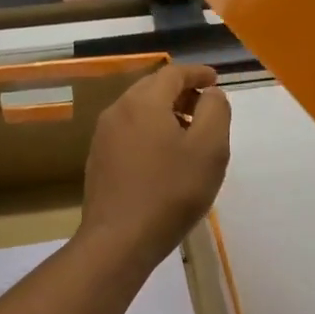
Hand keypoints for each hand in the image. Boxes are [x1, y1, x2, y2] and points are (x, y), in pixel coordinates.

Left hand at [78, 63, 231, 266]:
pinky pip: (128, 131)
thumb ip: (215, 111)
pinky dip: (150, 131)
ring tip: (189, 134)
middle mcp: (118, 110)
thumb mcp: (209, 149)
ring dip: (165, 113)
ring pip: (139, 110)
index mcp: (144, 102)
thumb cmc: (171, 191)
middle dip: (181, 92)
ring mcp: (103, 136)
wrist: (119, 240)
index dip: (197, 73)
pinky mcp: (98, 159)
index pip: (173, 73)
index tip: (216, 80)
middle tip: (205, 107)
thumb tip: (210, 93)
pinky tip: (164, 157)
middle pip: (153, 88)